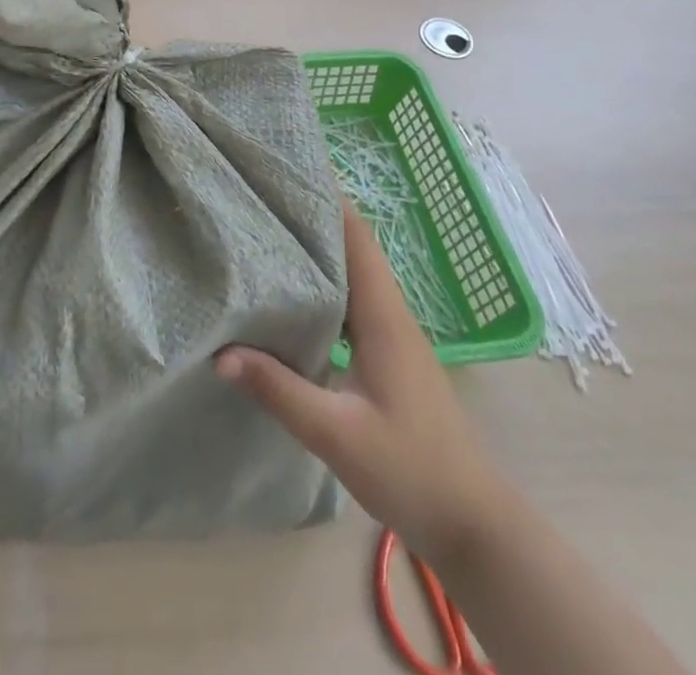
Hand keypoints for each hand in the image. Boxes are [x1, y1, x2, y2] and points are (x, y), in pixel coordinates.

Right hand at [217, 198, 505, 558]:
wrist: (474, 526)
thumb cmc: (412, 471)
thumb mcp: (337, 434)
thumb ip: (279, 390)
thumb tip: (221, 352)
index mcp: (383, 316)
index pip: (356, 237)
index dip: (328, 198)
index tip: (290, 169)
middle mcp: (389, 314)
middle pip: (352, 245)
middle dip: (315, 213)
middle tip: (265, 192)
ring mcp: (391, 335)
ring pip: (352, 272)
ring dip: (318, 246)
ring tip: (269, 228)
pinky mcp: (386, 356)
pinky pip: (351, 300)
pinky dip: (323, 282)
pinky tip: (292, 292)